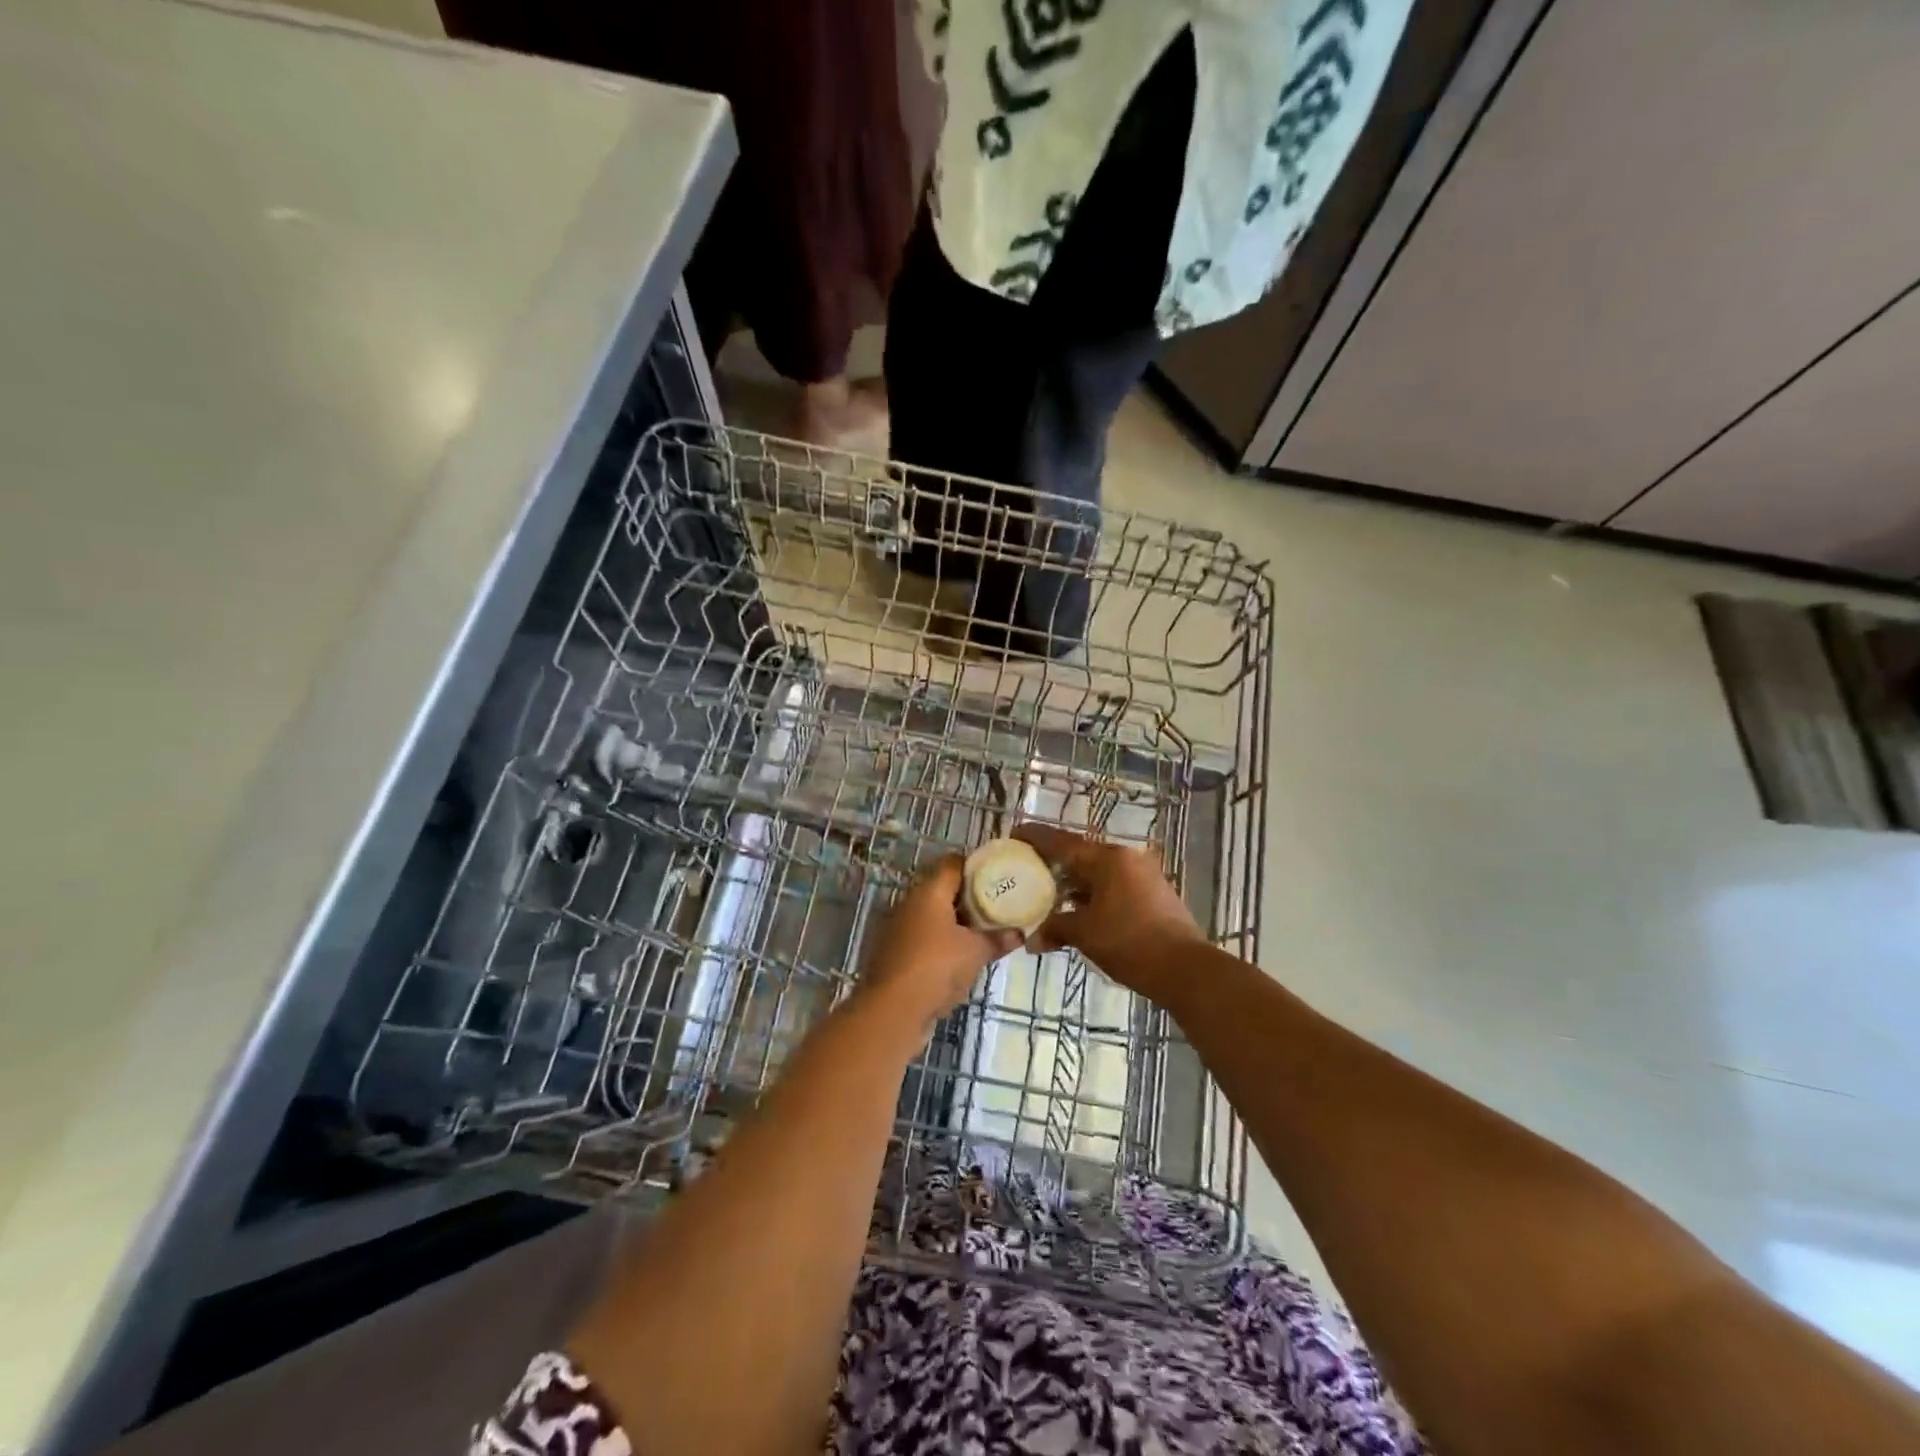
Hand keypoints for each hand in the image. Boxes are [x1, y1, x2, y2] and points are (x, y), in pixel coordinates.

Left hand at [858, 855, 1020, 1036]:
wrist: (892, 1010)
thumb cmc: (937, 967)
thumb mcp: (976, 952)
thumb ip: (998, 939)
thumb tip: (1019, 933)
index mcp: (928, 892)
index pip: (952, 864)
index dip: (975, 867)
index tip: (997, 877)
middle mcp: (908, 903)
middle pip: (941, 890)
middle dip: (968, 899)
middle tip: (995, 908)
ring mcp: (897, 929)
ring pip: (931, 917)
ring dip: (953, 924)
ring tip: (981, 935)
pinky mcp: (893, 954)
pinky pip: (922, 939)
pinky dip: (939, 944)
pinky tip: (958, 960)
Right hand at [1010, 823, 1206, 994]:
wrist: (1185, 969)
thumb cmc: (1130, 943)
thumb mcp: (1085, 933)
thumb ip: (1056, 927)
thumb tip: (1032, 940)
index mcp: (1108, 859)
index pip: (1062, 842)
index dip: (1036, 837)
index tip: (1014, 833)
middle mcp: (1126, 858)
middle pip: (1080, 855)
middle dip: (1053, 862)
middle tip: (1026, 868)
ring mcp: (1142, 876)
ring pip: (1097, 872)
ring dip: (1073, 883)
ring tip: (1047, 894)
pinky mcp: (1152, 894)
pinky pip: (1112, 886)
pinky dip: (1091, 894)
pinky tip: (1077, 910)